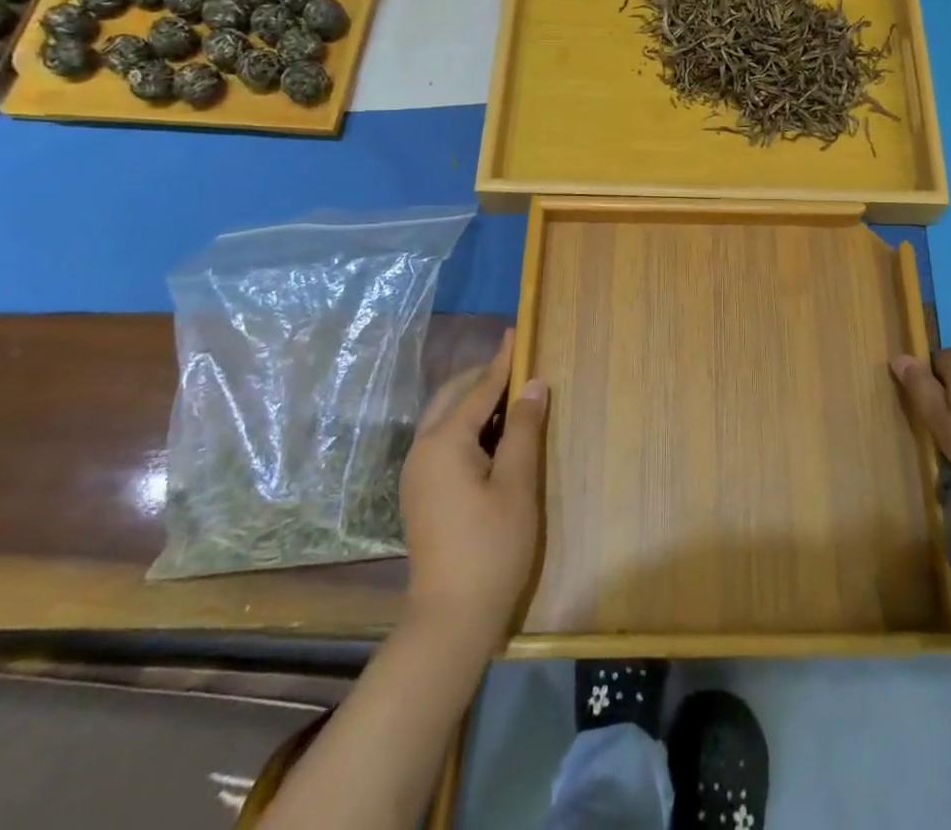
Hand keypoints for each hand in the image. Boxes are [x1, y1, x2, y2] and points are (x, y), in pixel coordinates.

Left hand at [400, 329, 548, 640]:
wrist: (450, 618)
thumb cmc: (492, 546)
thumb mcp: (517, 483)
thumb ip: (523, 428)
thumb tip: (533, 384)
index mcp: (444, 442)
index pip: (478, 388)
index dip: (502, 360)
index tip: (517, 331)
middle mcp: (423, 449)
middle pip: (453, 396)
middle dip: (484, 377)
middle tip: (519, 365)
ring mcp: (417, 473)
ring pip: (445, 418)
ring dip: (475, 400)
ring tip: (511, 395)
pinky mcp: (421, 492)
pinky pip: (443, 439)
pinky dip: (467, 424)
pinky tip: (493, 434)